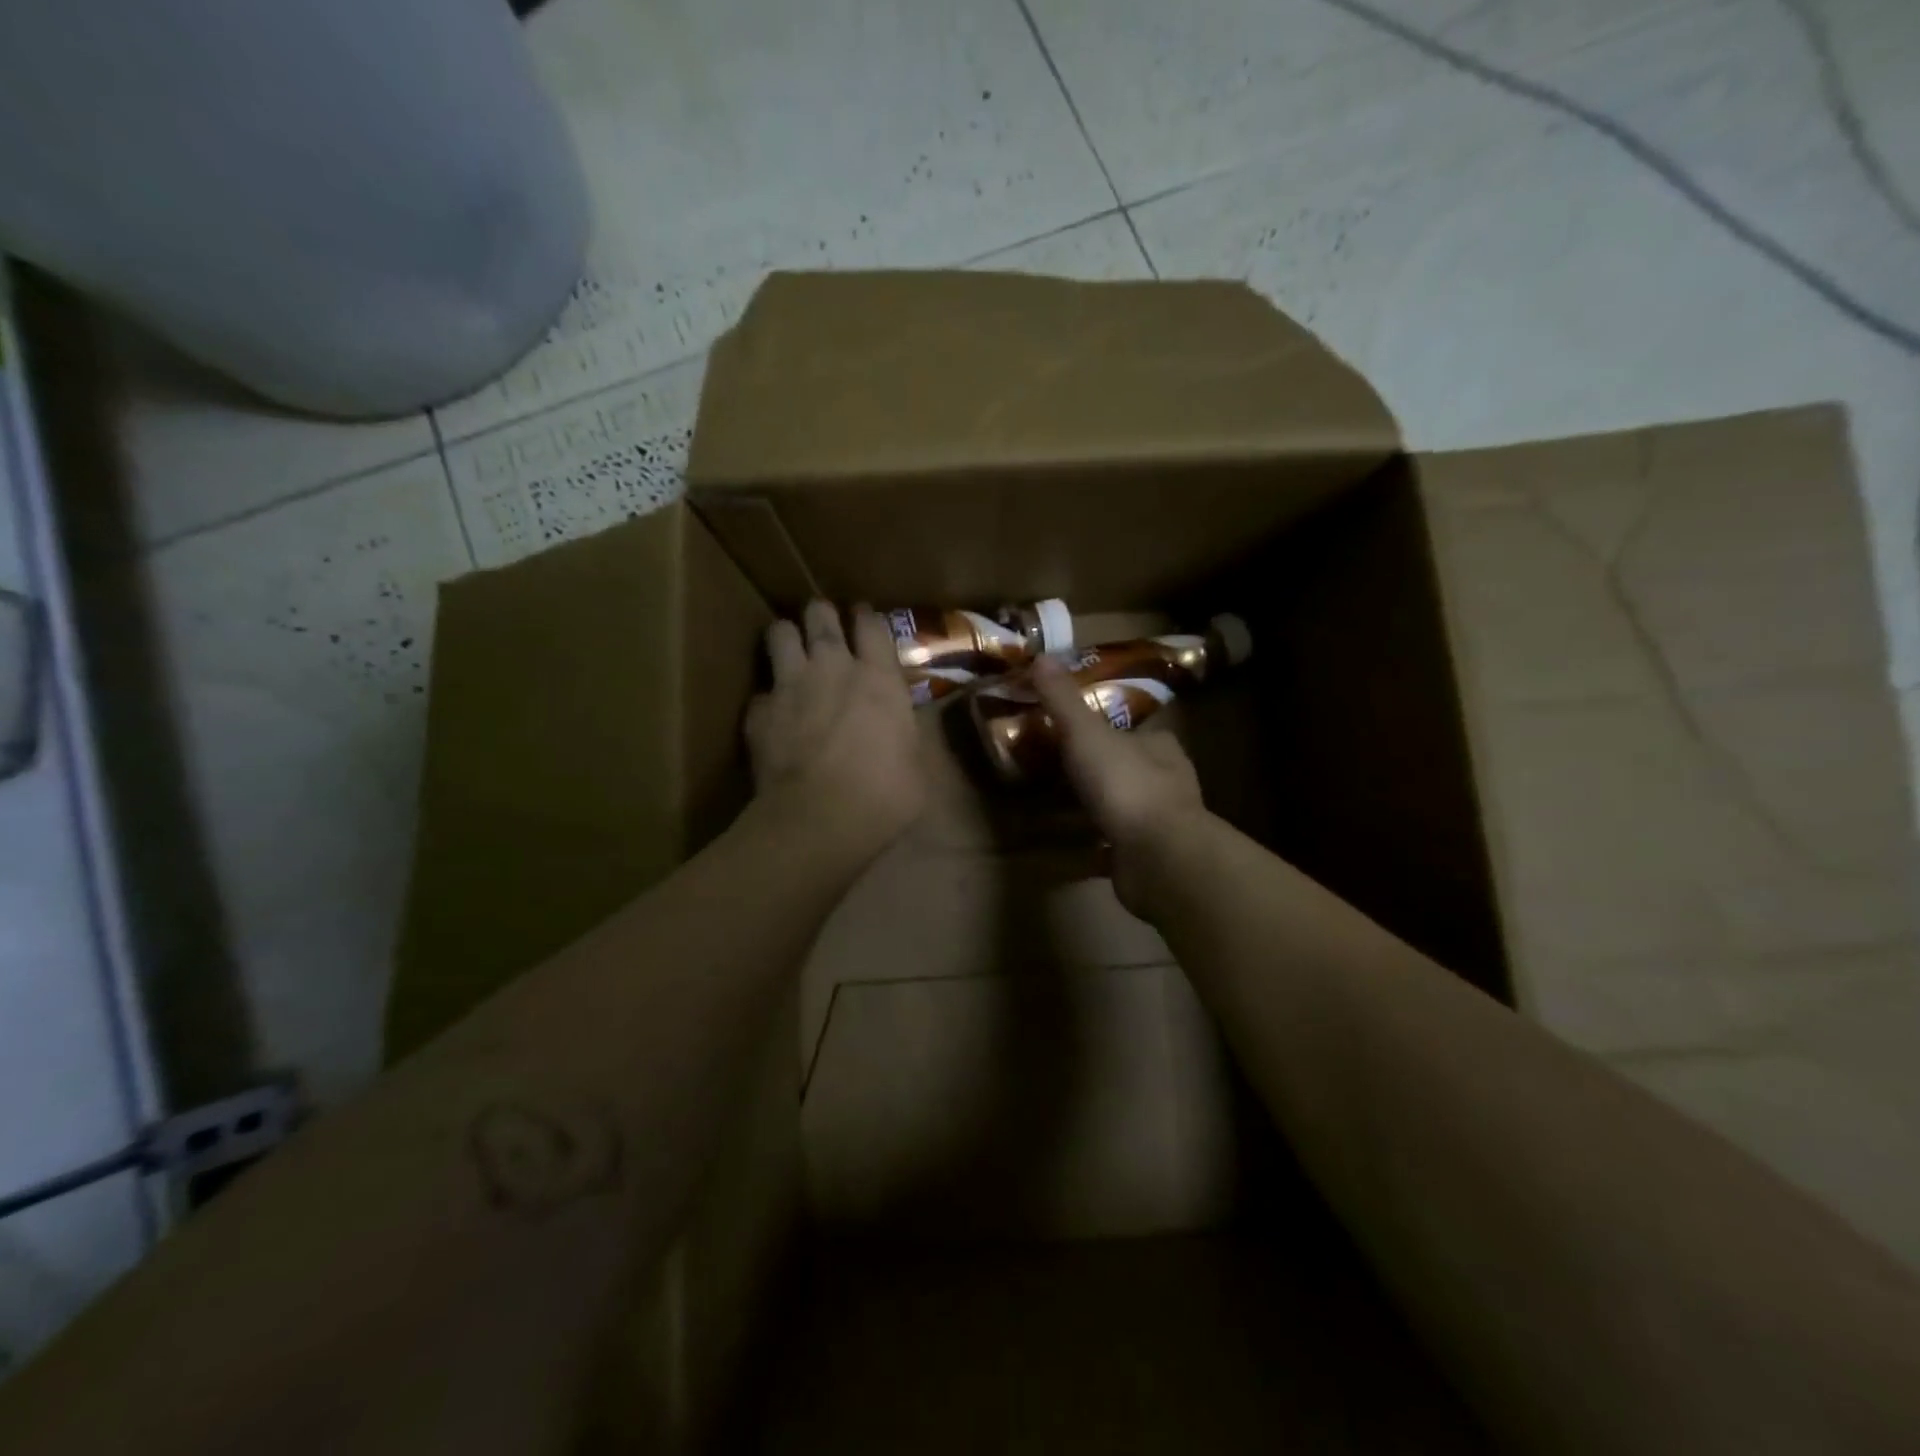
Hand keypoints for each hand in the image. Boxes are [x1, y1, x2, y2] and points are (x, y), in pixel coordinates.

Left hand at [746, 601, 924, 865]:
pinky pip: (761, 692)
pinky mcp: (759, 712)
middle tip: (824, 625)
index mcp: (879, 678)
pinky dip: (768, 699)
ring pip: (780, 633)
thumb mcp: (916, 764)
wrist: (820, 818)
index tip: (862, 615)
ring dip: (786, 637)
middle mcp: (833, 668)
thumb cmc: (885, 795)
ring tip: (790, 649)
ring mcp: (791, 686)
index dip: (866, 616)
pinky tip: (773, 716)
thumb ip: (905, 736)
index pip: (872, 625)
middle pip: (821, 615)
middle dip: (821, 614)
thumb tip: (903, 732)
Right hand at [1029, 653, 1207, 914]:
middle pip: (1127, 769)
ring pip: (1122, 809)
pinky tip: (1064, 851)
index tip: (1074, 733)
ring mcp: (1159, 824)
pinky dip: (1091, 848)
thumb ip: (1063, 700)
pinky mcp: (1147, 859)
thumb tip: (1041, 656)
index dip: (1107, 730)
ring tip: (1052, 809)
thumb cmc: (1125, 785)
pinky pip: (1113, 848)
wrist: (1158, 857)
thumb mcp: (1086, 734)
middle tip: (1054, 772)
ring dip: (1093, 810)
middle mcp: (1166, 783)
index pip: (1135, 731)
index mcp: (1159, 747)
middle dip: (1097, 771)